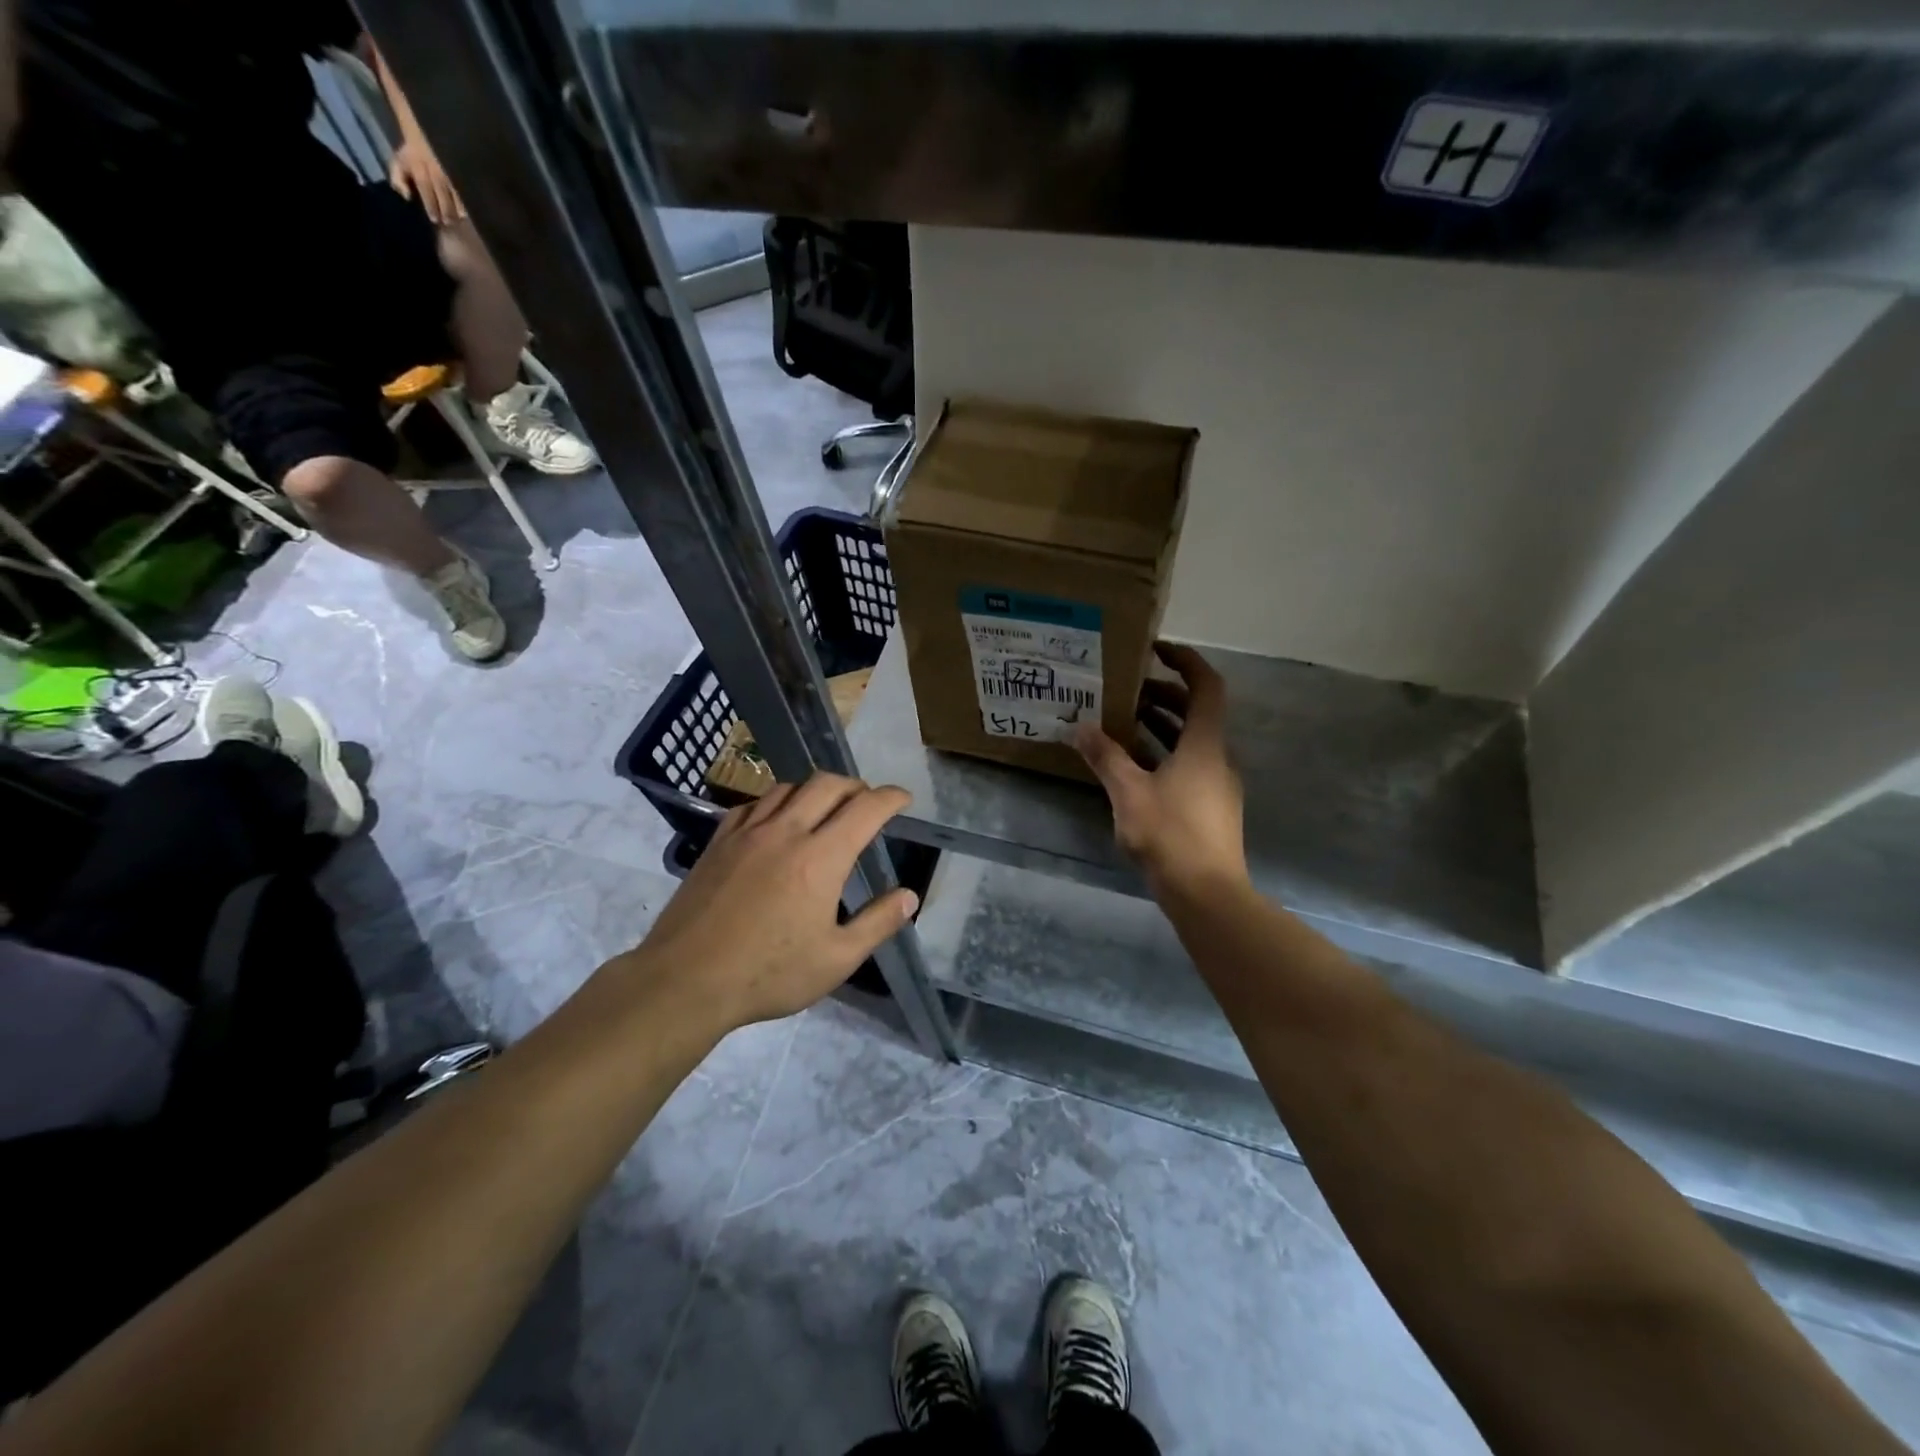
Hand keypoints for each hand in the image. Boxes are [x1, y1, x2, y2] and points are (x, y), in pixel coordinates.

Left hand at [388, 139, 464, 225]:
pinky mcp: (459, 170)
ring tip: (461, 218)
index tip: (435, 219)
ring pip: (456, 192)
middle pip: (442, 194)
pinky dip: (467, 198)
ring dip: (459, 206)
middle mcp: (435, 171)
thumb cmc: (412, 155)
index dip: (431, 206)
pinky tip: (470, 208)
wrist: (424, 133)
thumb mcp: (398, 163)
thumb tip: (407, 197)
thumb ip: (398, 180)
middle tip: (449, 223)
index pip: (426, 190)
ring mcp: (449, 171)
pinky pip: (464, 187)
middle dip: (446, 210)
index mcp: (419, 169)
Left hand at [627, 773, 918, 1031]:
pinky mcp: (718, 842)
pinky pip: (753, 804)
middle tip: (867, 802)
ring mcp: (747, 833)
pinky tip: (776, 821)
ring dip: (815, 789)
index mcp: (820, 858)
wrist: (685, 981)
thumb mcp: (836, 959)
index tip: (903, 799)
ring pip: (788, 788)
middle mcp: (786, 832)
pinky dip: (776, 802)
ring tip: (825, 807)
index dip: (890, 798)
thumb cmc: (768, 974)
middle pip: (827, 784)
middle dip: (855, 786)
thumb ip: (878, 923)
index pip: (865, 809)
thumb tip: (910, 896)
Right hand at [1075, 643, 1247, 902]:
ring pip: (1191, 741)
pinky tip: (1132, 767)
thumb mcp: (1129, 792)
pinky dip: (1163, 754)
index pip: (1206, 686)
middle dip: (1162, 695)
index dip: (1185, 661)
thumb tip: (1080, 727)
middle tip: (1125, 690)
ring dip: (1161, 726)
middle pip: (1196, 712)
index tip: (1154, 651)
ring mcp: (1217, 784)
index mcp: (1205, 744)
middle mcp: (1217, 757)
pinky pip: (1188, 765)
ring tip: (1122, 722)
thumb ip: (1105, 757)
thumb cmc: (1170, 834)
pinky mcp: (1210, 807)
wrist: (1207, 894)